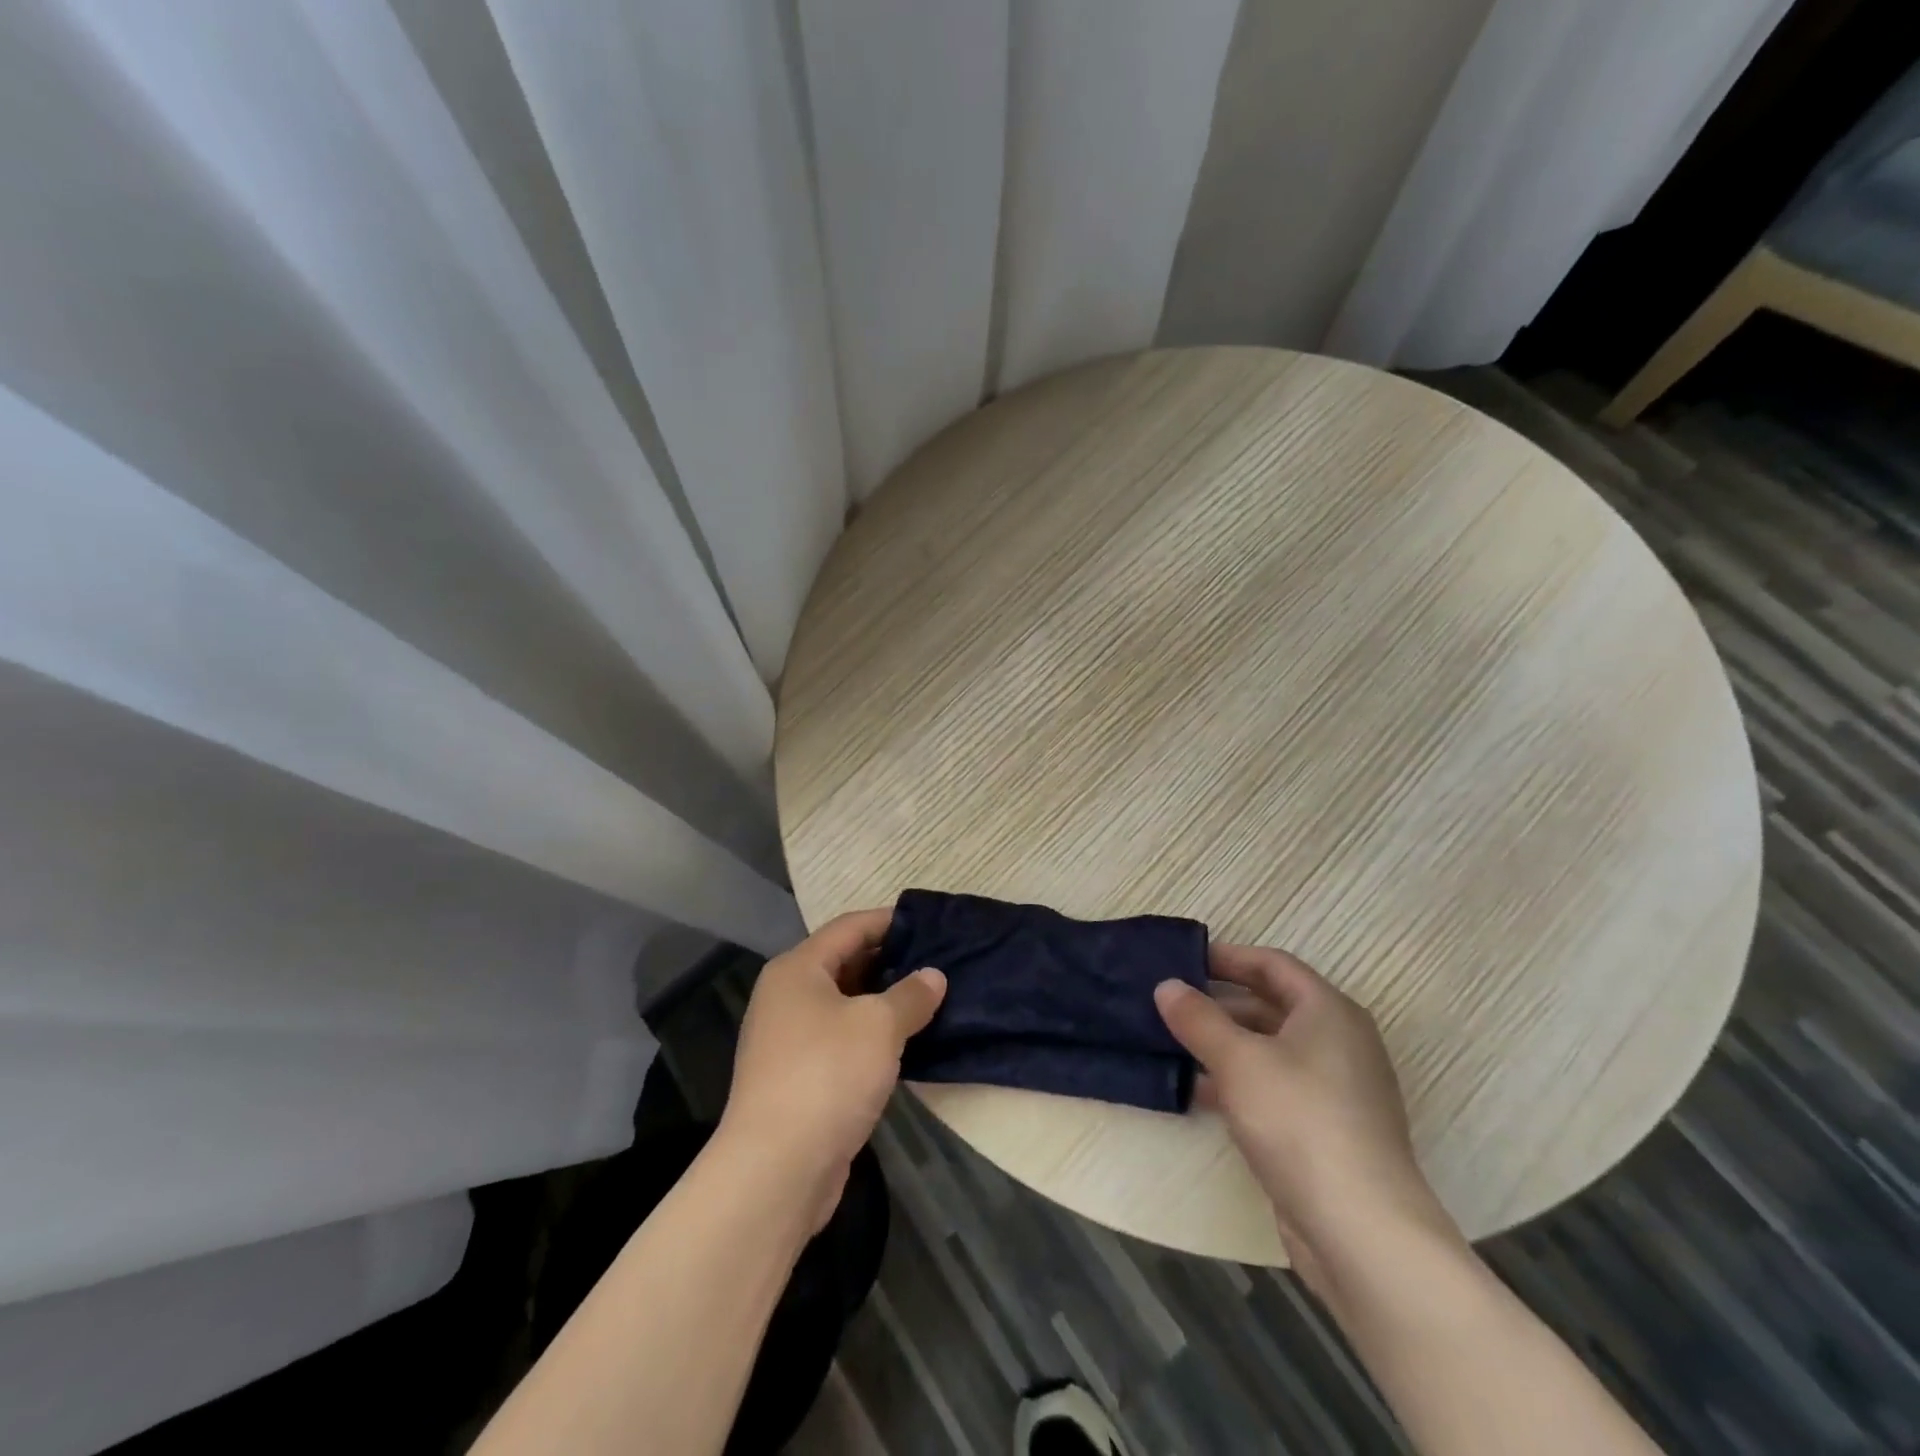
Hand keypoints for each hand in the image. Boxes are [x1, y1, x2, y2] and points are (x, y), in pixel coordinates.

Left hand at [723, 910, 944, 1226]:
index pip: (849, 927)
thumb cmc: (827, 1075)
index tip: (930, 923)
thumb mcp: (879, 1026)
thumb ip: (911, 995)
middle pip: (844, 964)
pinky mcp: (798, 1078)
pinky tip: (906, 1043)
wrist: (776, 1169)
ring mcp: (788, 1040)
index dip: (889, 921)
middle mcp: (786, 997)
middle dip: (890, 962)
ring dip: (883, 1003)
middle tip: (938, 962)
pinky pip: (841, 1040)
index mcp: (797, 969)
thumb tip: (933, 976)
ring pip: (844, 1005)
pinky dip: (871, 1036)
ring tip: (930, 999)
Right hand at [1154, 946, 1455, 1298]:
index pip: (1273, 964)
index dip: (1228, 957)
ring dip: (1225, 1044)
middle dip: (1220, 1001)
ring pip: (1271, 1049)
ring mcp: (1336, 1090)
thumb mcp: (1238, 1060)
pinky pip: (1276, 1087)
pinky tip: (1199, 1091)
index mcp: (1328, 1011)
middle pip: (1272, 1005)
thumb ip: (1198, 1018)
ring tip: (1173, 1043)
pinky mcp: (1327, 1131)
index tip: (1183, 961)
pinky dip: (1239, 1081)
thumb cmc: (1299, 1121)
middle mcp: (1339, 1042)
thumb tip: (1167, 986)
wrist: (1361, 1230)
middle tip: (1170, 1001)